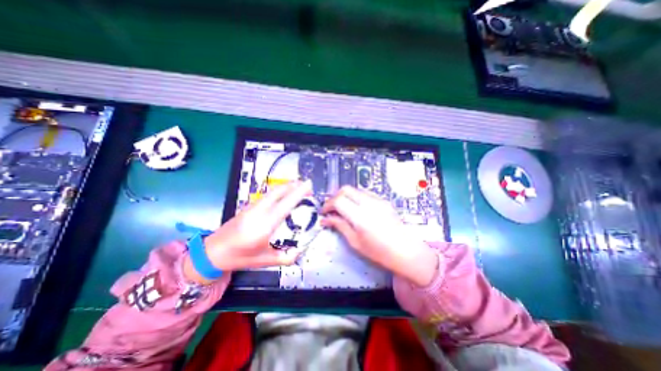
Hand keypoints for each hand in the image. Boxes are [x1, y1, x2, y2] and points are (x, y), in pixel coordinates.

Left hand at [183, 179, 311, 283]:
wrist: (211, 252)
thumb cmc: (239, 258)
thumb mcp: (264, 261)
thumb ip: (285, 258)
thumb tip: (300, 251)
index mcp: (264, 226)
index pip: (285, 205)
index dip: (298, 193)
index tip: (309, 185)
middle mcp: (259, 212)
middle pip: (278, 192)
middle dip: (294, 185)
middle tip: (307, 185)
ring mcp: (252, 207)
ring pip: (272, 191)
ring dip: (286, 187)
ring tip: (298, 187)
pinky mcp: (248, 206)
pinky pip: (267, 194)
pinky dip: (279, 191)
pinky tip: (284, 194)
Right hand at [322, 186, 437, 286]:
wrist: (406, 251)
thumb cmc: (379, 252)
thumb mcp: (355, 242)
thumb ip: (340, 226)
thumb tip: (325, 219)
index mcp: (360, 216)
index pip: (338, 200)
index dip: (327, 205)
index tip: (324, 213)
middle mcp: (369, 203)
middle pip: (345, 189)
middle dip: (335, 197)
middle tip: (332, 209)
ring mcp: (378, 200)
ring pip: (355, 189)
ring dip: (346, 196)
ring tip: (343, 209)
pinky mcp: (383, 200)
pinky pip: (365, 193)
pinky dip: (356, 197)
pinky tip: (356, 208)